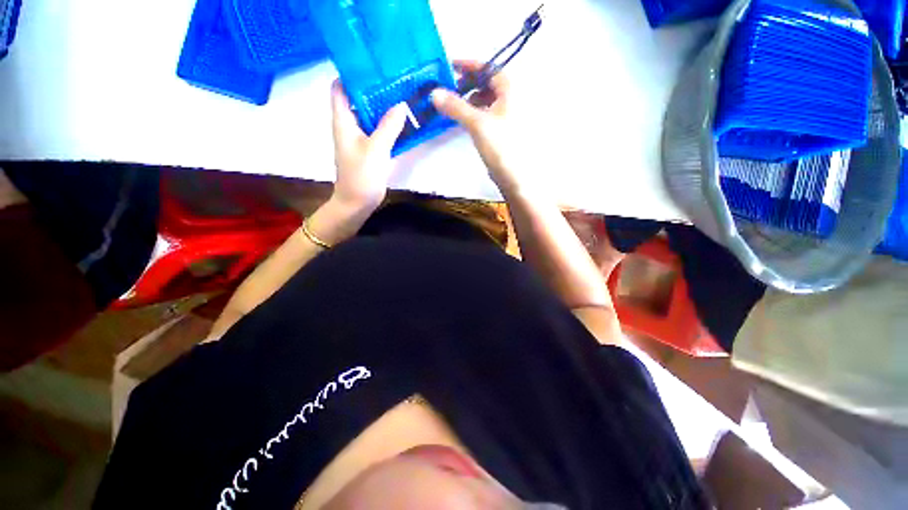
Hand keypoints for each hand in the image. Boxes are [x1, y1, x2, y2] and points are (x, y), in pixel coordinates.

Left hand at [330, 81, 407, 210]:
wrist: (356, 203)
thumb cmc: (361, 176)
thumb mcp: (376, 149)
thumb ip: (388, 126)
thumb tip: (401, 103)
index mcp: (343, 120)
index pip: (340, 88)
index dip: (351, 74)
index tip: (372, 65)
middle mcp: (349, 125)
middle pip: (358, 99)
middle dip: (374, 88)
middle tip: (395, 78)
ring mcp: (360, 138)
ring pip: (370, 115)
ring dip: (383, 106)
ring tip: (402, 94)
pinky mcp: (369, 150)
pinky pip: (378, 130)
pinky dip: (388, 124)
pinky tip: (403, 121)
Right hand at [431, 61, 524, 193]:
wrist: (512, 176)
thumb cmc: (500, 146)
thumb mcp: (477, 123)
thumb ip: (456, 107)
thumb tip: (434, 93)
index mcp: (510, 92)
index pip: (489, 68)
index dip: (470, 65)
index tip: (451, 66)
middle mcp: (510, 100)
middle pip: (487, 83)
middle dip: (468, 83)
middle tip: (450, 88)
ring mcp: (506, 116)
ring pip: (485, 99)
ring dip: (469, 98)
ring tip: (454, 104)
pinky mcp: (500, 130)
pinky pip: (485, 113)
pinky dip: (473, 112)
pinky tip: (464, 119)